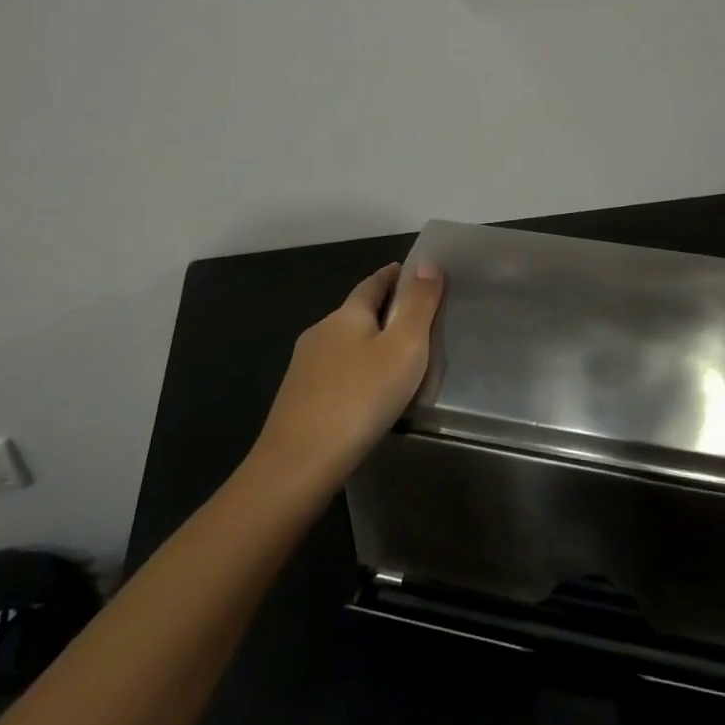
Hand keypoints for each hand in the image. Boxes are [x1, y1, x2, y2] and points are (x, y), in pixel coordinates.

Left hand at [251, 260, 444, 490]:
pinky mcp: (298, 398)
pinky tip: (366, 394)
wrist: (299, 463)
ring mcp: (304, 366)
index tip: (413, 272)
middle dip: (383, 311)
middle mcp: (320, 332)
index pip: (373, 283)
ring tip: (396, 361)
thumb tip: (426, 261)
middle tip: (415, 320)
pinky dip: (355, 372)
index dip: (394, 275)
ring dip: (368, 344)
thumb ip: (418, 304)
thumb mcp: (404, 347)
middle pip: (356, 312)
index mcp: (346, 314)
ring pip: (344, 344)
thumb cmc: (361, 397)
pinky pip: (335, 373)